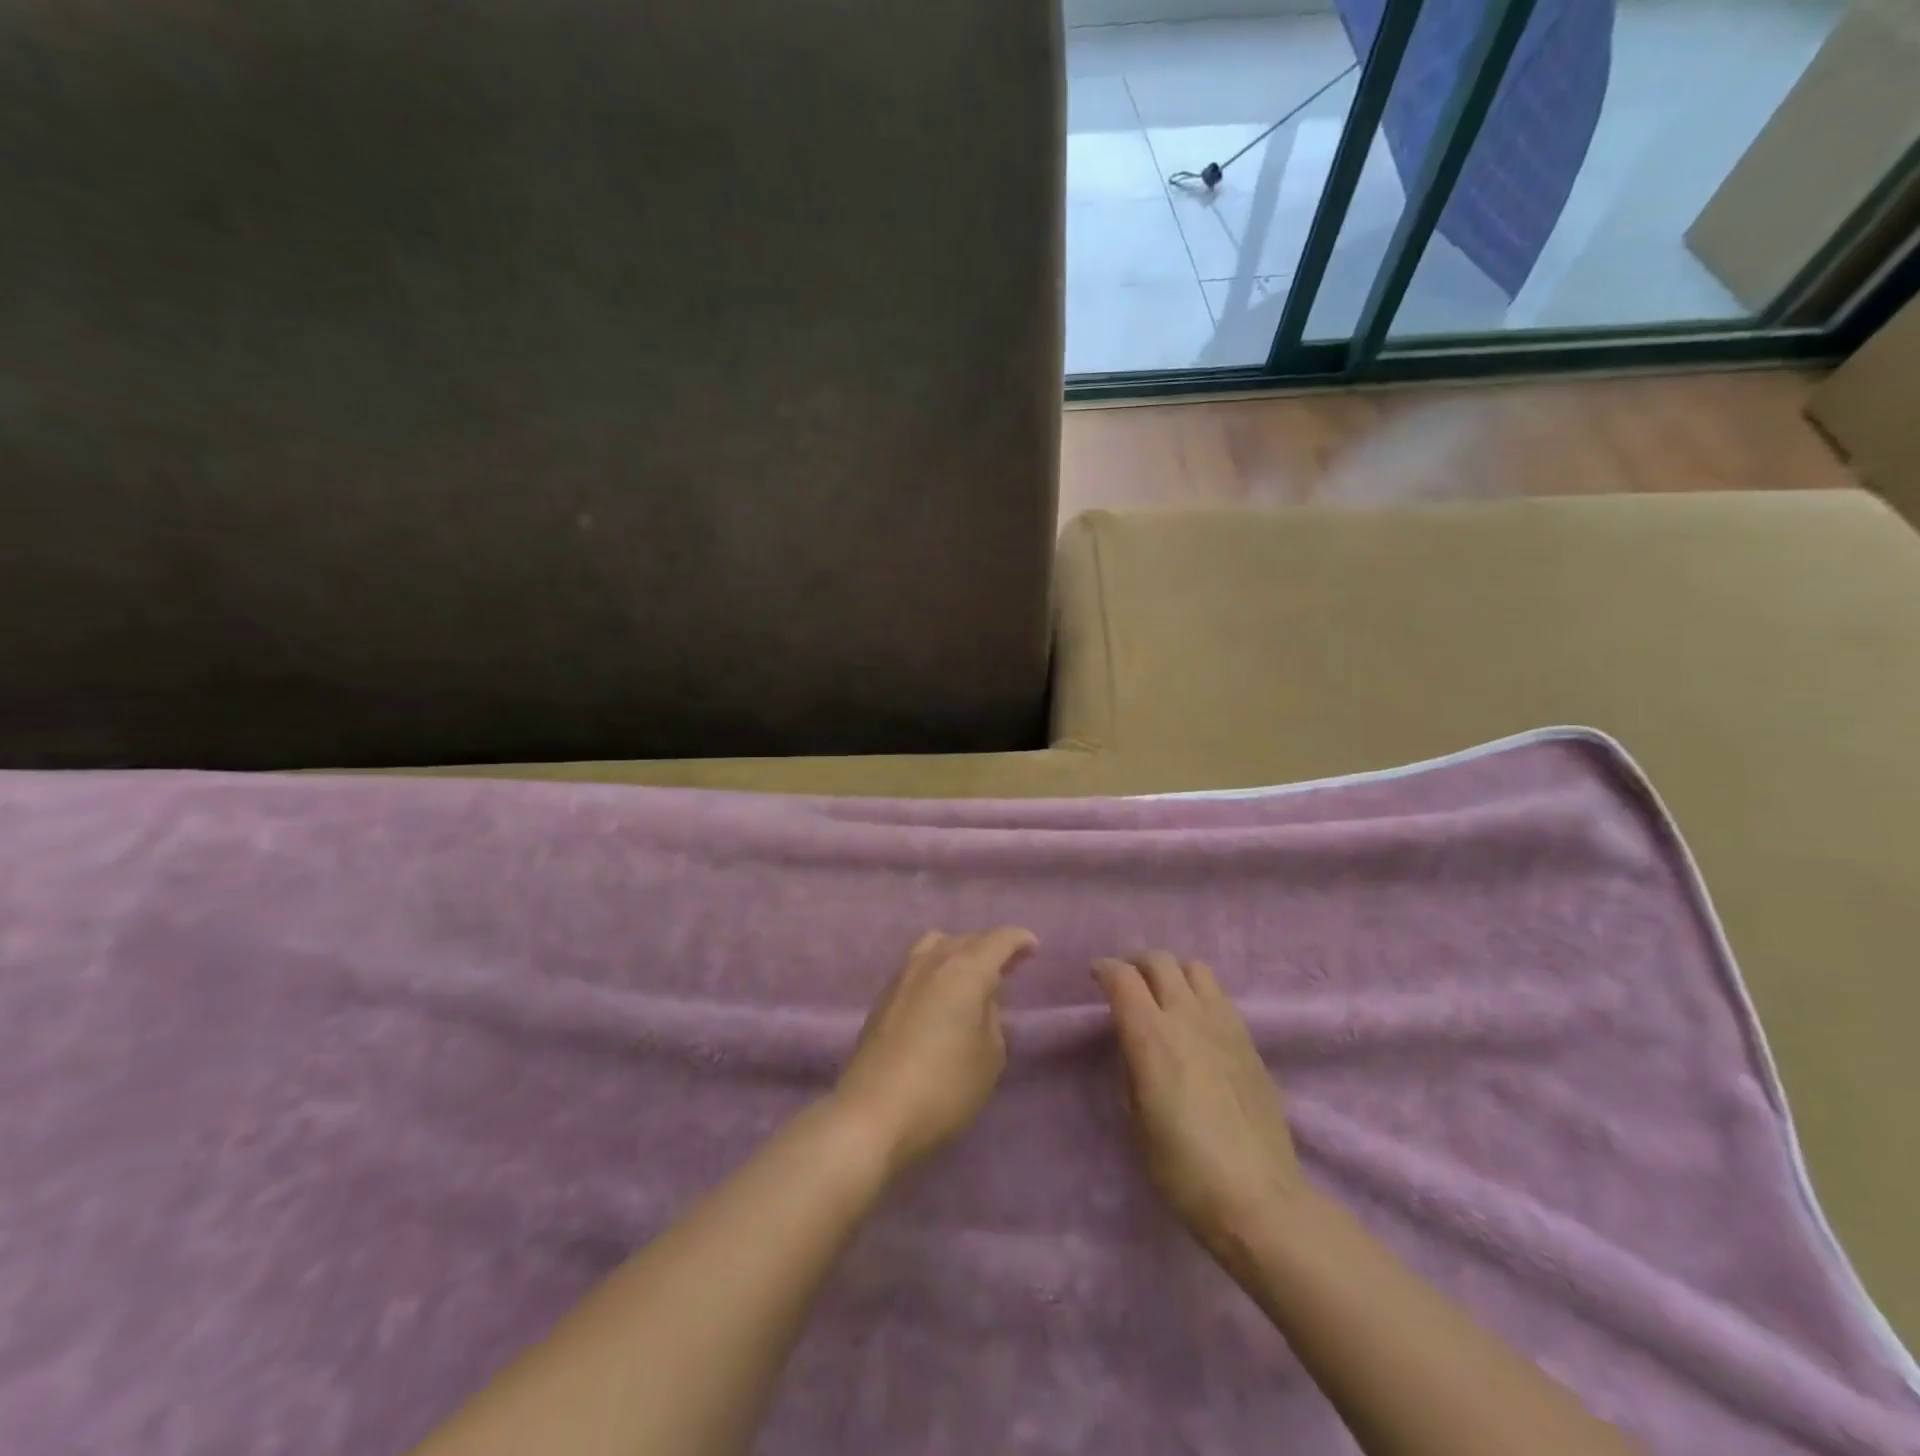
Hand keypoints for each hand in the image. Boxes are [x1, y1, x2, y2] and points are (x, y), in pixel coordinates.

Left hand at [832, 928, 1037, 1176]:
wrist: (873, 1113)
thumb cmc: (944, 1087)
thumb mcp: (989, 1056)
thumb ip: (992, 1018)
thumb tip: (981, 1001)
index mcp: (965, 970)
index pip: (997, 940)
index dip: (1018, 940)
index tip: (1032, 948)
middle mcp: (932, 962)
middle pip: (966, 939)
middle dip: (991, 947)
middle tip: (1010, 966)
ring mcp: (903, 977)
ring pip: (937, 945)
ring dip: (960, 952)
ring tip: (973, 976)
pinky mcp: (884, 997)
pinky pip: (918, 965)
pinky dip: (938, 967)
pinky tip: (943, 995)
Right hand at [1092, 952, 1307, 1252]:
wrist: (1258, 1198)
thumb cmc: (1182, 1167)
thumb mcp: (1135, 1118)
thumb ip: (1130, 1065)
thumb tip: (1131, 1041)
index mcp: (1151, 1034)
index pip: (1122, 976)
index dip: (1104, 969)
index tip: (1095, 976)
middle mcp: (1188, 1016)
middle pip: (1161, 960)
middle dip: (1137, 964)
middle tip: (1128, 983)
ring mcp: (1224, 1024)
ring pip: (1196, 969)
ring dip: (1174, 973)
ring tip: (1166, 996)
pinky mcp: (1250, 1041)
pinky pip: (1220, 996)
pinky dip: (1200, 994)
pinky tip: (1197, 1023)